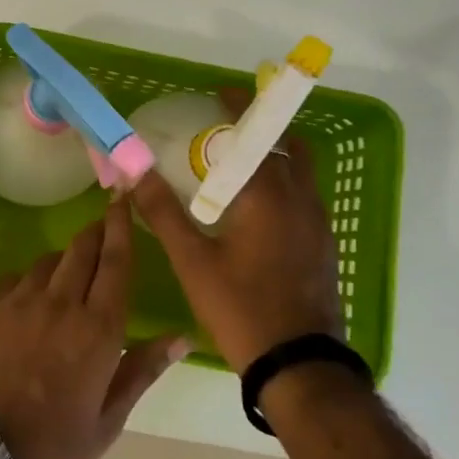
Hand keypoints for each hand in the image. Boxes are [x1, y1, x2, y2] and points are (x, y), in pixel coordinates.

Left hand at [0, 199, 187, 458]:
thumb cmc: (53, 450)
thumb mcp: (108, 420)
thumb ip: (143, 369)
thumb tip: (181, 336)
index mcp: (97, 330)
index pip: (116, 262)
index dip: (121, 226)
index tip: (124, 197)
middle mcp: (58, 304)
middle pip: (81, 250)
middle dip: (96, 232)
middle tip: (103, 226)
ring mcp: (16, 303)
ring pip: (46, 262)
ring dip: (62, 262)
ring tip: (66, 278)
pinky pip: (11, 279)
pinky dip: (26, 282)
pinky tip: (27, 300)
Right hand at [129, 90, 341, 373]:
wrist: (300, 366)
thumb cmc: (241, 308)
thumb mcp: (192, 261)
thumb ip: (162, 212)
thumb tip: (134, 173)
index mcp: (269, 196)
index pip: (255, 136)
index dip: (240, 110)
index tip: (223, 92)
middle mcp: (301, 201)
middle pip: (289, 148)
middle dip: (262, 130)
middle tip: (229, 131)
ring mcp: (319, 225)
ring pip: (302, 174)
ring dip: (277, 157)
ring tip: (242, 165)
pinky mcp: (324, 247)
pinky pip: (306, 198)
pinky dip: (285, 184)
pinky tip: (260, 209)